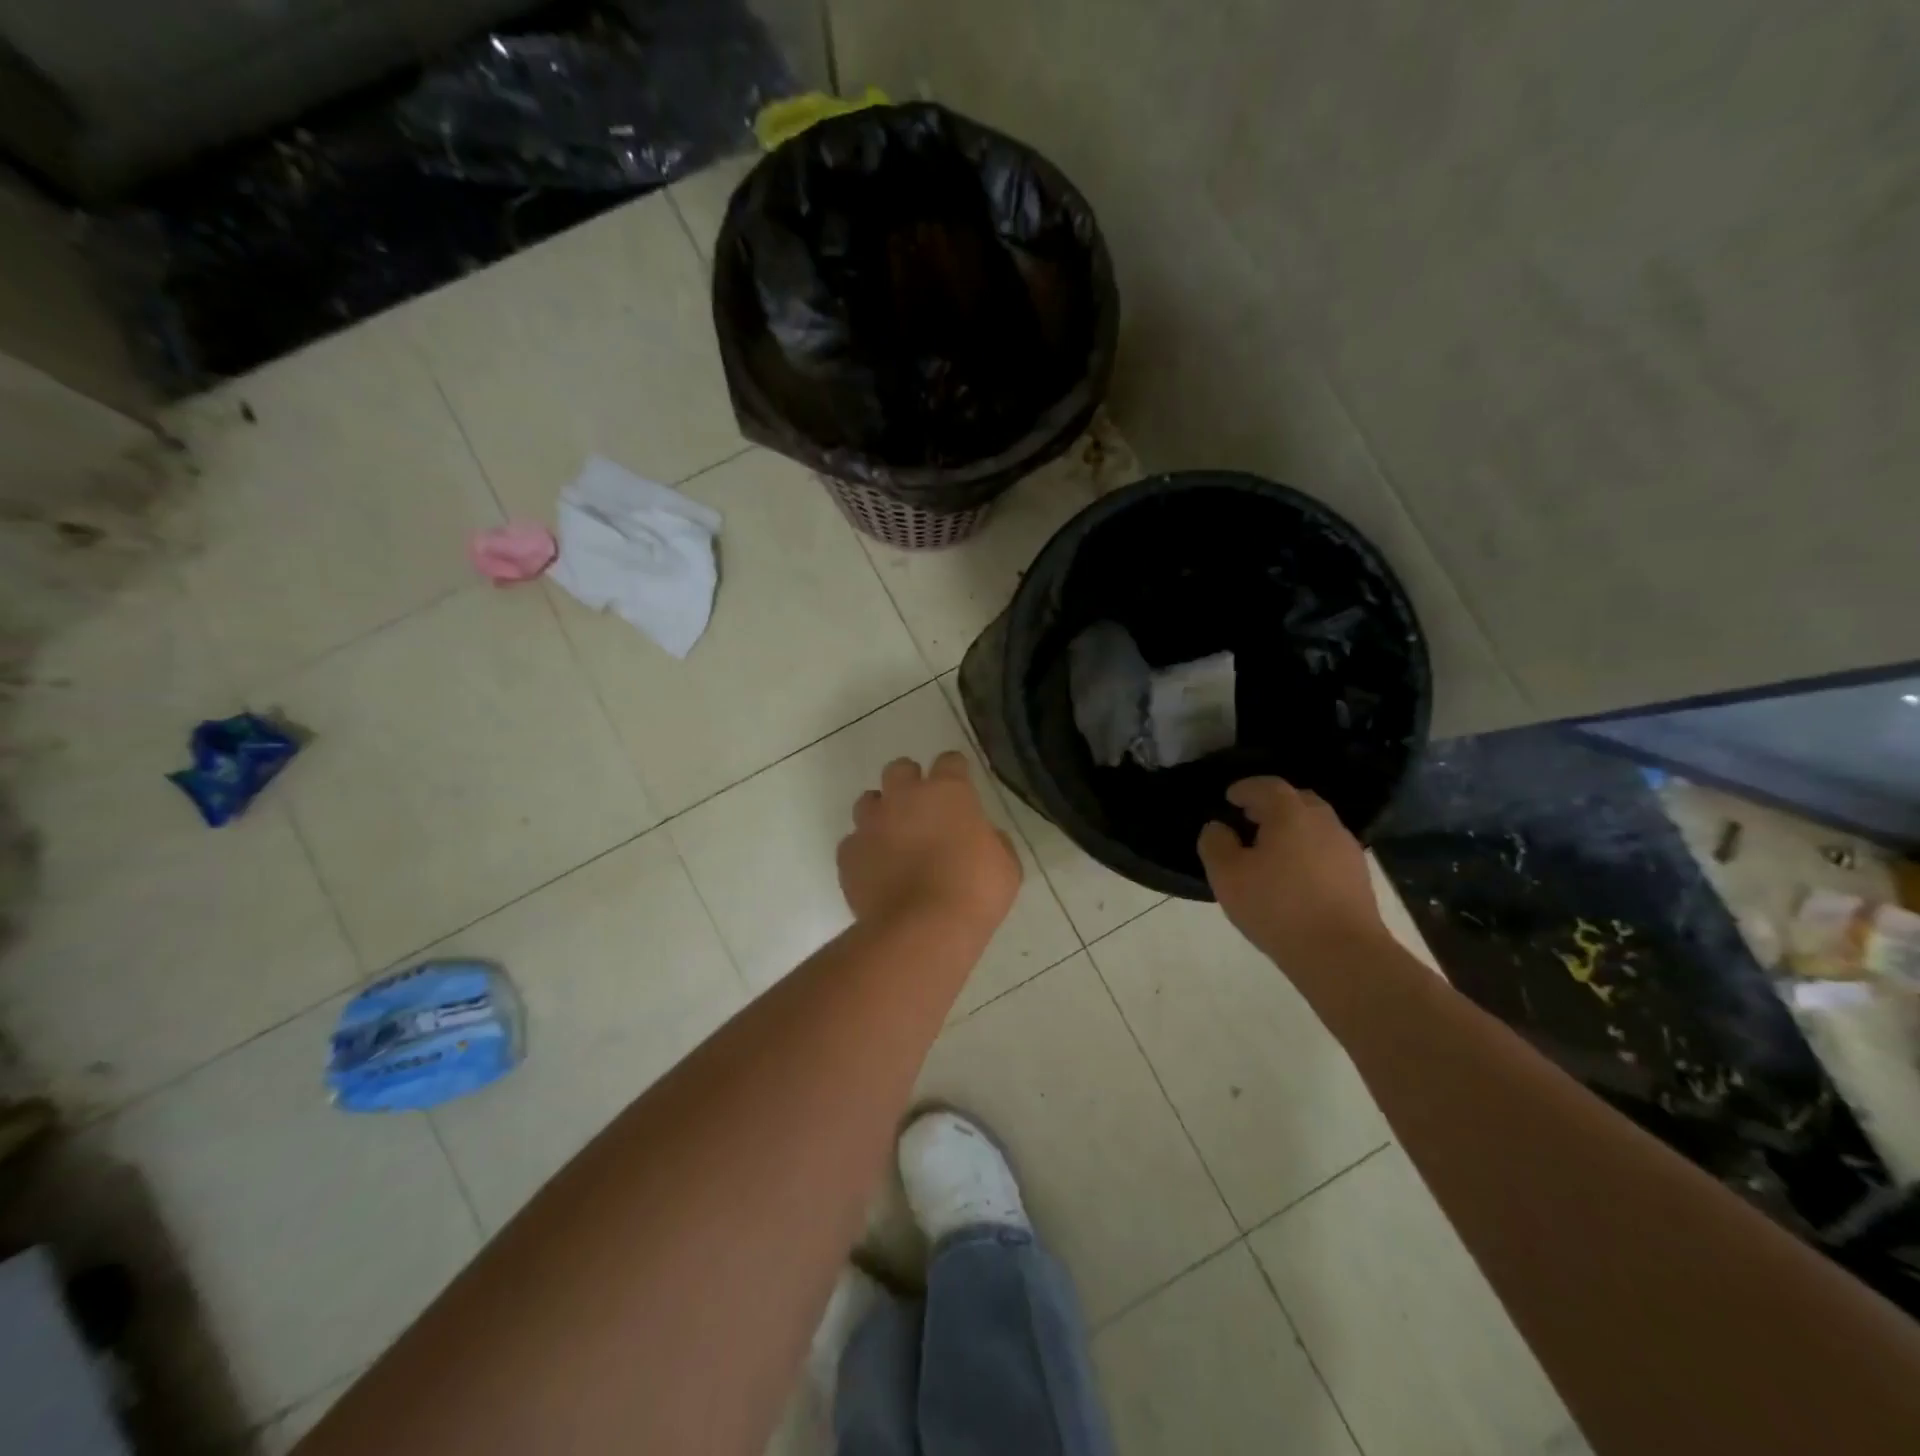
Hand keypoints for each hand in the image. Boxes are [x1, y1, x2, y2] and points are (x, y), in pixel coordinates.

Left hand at [839, 753, 1021, 934]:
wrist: (922, 929)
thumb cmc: (974, 892)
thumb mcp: (1005, 865)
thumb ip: (992, 841)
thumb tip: (982, 837)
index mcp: (948, 792)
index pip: (950, 761)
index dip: (955, 771)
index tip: (961, 787)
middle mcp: (904, 797)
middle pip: (900, 769)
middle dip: (910, 782)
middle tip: (922, 809)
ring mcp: (871, 824)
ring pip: (868, 801)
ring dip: (881, 813)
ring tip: (894, 839)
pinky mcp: (848, 854)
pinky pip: (853, 843)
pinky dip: (864, 852)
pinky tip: (877, 871)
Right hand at [1197, 778, 1387, 967]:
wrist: (1342, 953)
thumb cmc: (1277, 907)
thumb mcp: (1227, 876)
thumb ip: (1215, 844)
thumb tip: (1218, 828)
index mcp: (1290, 814)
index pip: (1266, 786)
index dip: (1245, 788)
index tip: (1230, 798)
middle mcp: (1323, 822)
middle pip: (1297, 800)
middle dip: (1272, 805)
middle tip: (1250, 819)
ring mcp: (1346, 848)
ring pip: (1315, 826)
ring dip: (1292, 829)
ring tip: (1270, 850)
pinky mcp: (1358, 876)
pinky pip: (1327, 850)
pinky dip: (1308, 851)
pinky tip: (1295, 876)